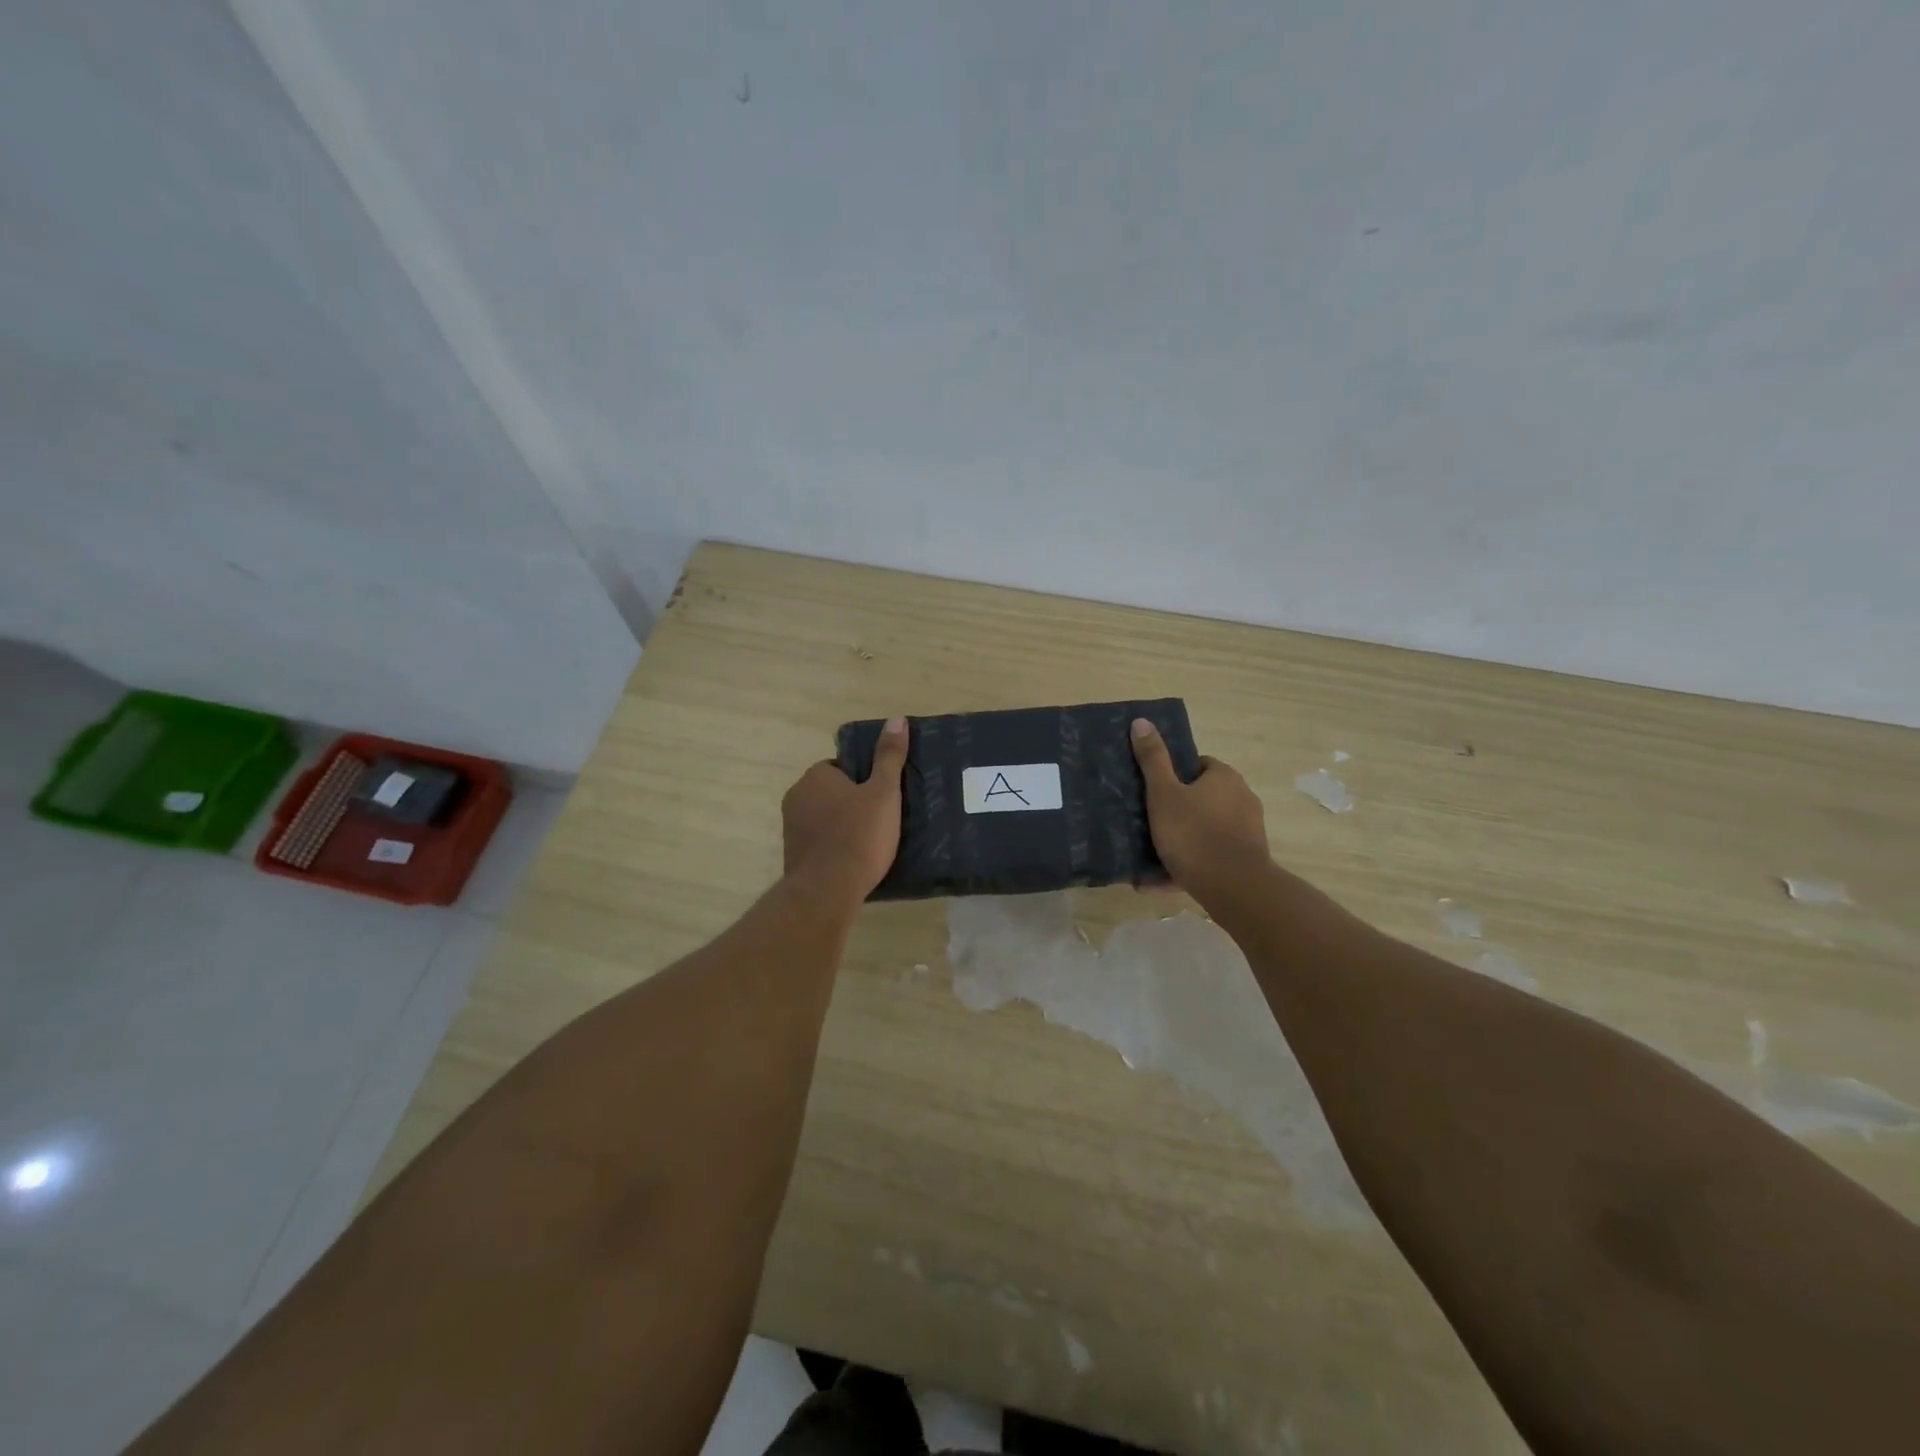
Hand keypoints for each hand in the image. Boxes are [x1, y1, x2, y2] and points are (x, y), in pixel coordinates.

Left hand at [782, 716, 908, 903]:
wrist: (827, 890)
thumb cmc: (859, 835)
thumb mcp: (884, 792)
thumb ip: (889, 757)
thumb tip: (897, 719)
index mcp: (815, 777)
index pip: (839, 767)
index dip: (863, 779)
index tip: (881, 795)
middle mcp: (796, 797)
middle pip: (831, 792)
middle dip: (852, 802)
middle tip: (882, 818)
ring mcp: (791, 829)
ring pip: (824, 818)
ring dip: (843, 825)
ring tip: (872, 842)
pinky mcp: (794, 856)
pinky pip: (819, 842)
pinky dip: (835, 847)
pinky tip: (855, 860)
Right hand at [1131, 718, 1270, 904]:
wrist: (1233, 888)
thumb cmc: (1194, 833)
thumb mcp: (1163, 794)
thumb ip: (1153, 759)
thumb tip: (1142, 721)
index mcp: (1224, 777)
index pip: (1197, 765)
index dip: (1173, 776)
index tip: (1154, 792)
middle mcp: (1242, 798)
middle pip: (1202, 798)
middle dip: (1177, 811)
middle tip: (1148, 823)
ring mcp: (1248, 831)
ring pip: (1205, 830)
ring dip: (1180, 842)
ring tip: (1148, 858)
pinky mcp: (1247, 859)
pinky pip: (1211, 857)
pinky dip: (1188, 865)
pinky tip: (1157, 882)